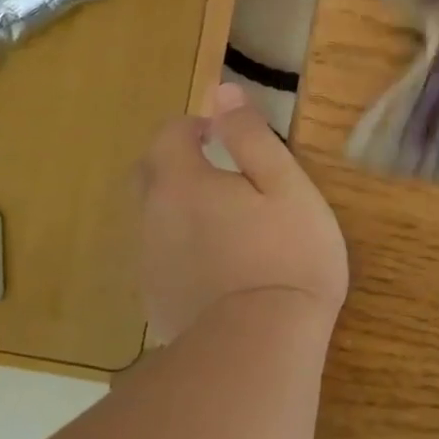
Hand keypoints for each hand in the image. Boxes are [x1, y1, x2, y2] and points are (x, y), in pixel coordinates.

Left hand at [135, 83, 347, 343]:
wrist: (261, 346)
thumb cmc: (287, 254)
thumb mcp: (285, 184)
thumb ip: (251, 135)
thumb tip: (222, 92)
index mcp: (183, 183)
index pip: (169, 135)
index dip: (194, 126)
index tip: (222, 134)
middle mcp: (154, 218)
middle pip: (150, 175)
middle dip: (177, 163)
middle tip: (219, 171)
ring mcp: (151, 264)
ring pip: (155, 219)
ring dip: (180, 207)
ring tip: (227, 222)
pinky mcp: (158, 302)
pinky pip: (163, 258)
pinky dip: (183, 248)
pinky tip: (218, 267)